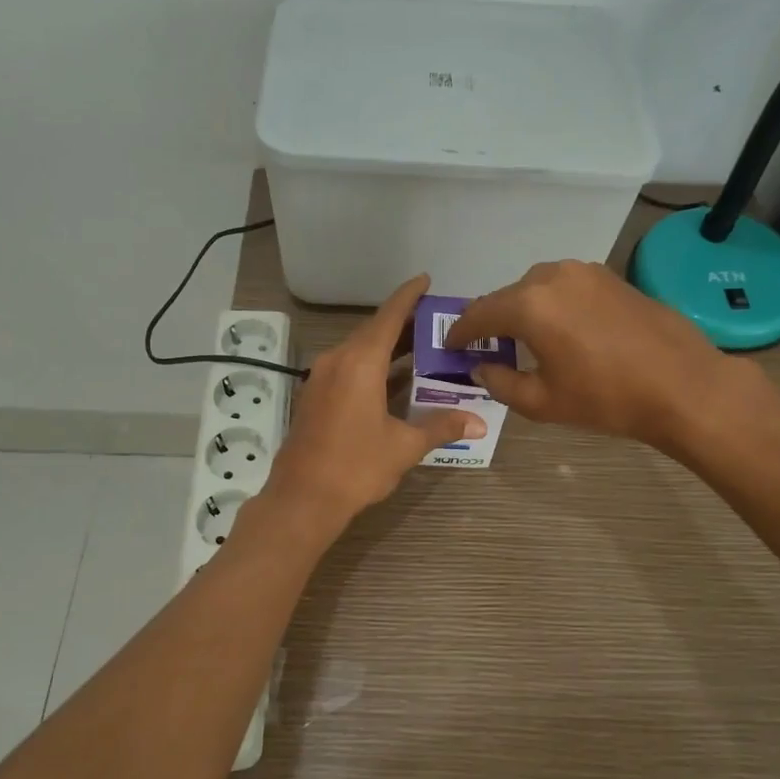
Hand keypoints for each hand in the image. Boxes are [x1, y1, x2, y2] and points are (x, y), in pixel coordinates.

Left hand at [261, 275, 483, 532]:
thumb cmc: (356, 466)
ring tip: (422, 346)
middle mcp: (338, 360)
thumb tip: (477, 423)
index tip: (426, 280)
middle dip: (404, 324)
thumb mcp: (404, 446)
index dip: (408, 296)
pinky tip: (393, 378)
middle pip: (374, 331)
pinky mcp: (316, 396)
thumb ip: (440, 427)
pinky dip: (372, 364)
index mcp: (360, 362)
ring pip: (359, 350)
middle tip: (437, 322)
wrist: (302, 498)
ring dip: (388, 346)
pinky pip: (348, 367)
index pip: (389, 316)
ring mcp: (322, 377)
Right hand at [445, 260, 779, 455]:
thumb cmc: (607, 398)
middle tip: (485, 348)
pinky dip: (550, 304)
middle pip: (506, 297)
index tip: (451, 347)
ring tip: (523, 339)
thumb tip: (481, 368)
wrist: (683, 385)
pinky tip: (560, 329)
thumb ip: (500, 382)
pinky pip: (564, 286)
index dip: (460, 333)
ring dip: (522, 310)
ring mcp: (584, 271)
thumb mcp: (543, 401)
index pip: (478, 314)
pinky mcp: (609, 276)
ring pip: (536, 287)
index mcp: (529, 305)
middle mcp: (551, 276)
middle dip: (491, 321)